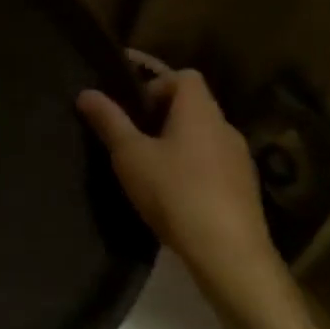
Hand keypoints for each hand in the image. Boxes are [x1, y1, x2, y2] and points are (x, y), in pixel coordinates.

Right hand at [77, 52, 286, 308]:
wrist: (229, 253)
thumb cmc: (175, 193)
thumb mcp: (130, 155)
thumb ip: (109, 121)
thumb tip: (86, 92)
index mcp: (199, 111)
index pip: (184, 75)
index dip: (155, 81)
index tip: (131, 104)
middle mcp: (224, 127)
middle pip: (192, 104)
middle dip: (160, 113)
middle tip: (130, 134)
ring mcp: (239, 159)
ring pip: (202, 135)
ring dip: (176, 141)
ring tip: (146, 164)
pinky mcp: (243, 188)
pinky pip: (212, 162)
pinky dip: (191, 165)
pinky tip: (171, 192)